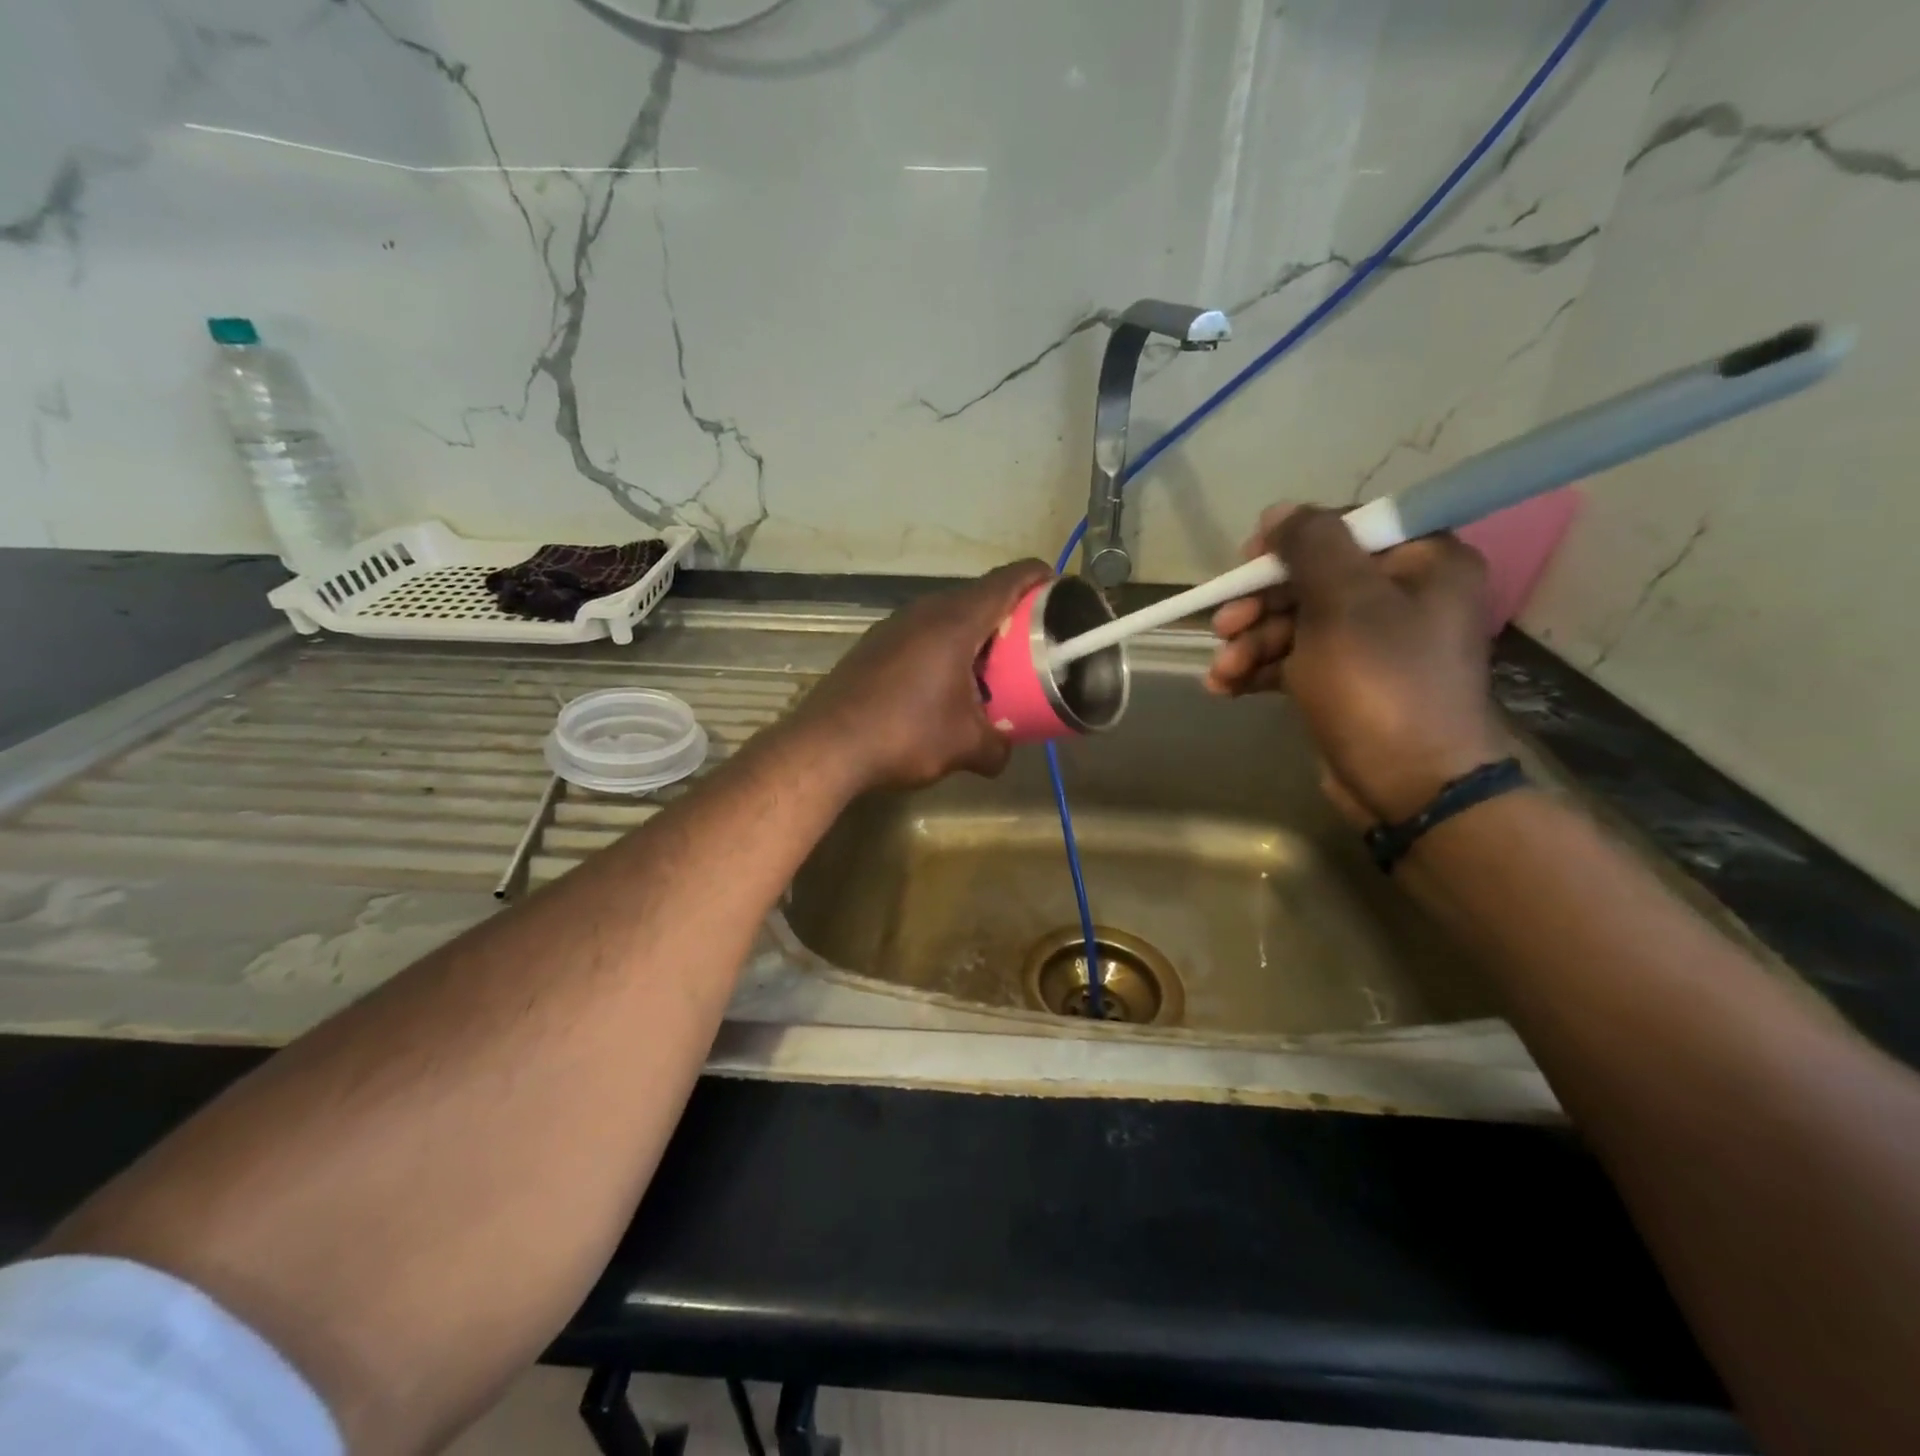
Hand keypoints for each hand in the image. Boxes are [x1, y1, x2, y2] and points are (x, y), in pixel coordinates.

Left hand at [790, 559, 1053, 791]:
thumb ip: (997, 747)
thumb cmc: (905, 735)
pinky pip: (921, 633)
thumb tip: (1004, 753)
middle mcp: (924, 611)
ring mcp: (894, 625)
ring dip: (973, 634)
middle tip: (1030, 644)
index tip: (1060, 592)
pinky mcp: (873, 644)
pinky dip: (943, 647)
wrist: (826, 746)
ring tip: (989, 667)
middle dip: (1010, 614)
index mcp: (955, 621)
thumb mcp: (965, 747)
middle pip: (979, 595)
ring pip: (947, 615)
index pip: (1009, 580)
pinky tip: (942, 684)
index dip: (1039, 579)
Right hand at [1206, 505, 1507, 823]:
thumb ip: (1311, 545)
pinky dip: (1261, 670)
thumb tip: (1280, 511)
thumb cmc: (1379, 683)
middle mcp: (1404, 596)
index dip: (1289, 545)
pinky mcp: (1349, 682)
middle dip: (1259, 606)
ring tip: (1220, 672)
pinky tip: (1226, 687)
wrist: (1409, 785)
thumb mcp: (1342, 603)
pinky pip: (1298, 660)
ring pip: (1297, 623)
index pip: (1346, 529)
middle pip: (1313, 580)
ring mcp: (1375, 644)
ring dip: (1251, 644)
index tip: (1247, 564)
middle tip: (1222, 627)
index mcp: (1423, 562)